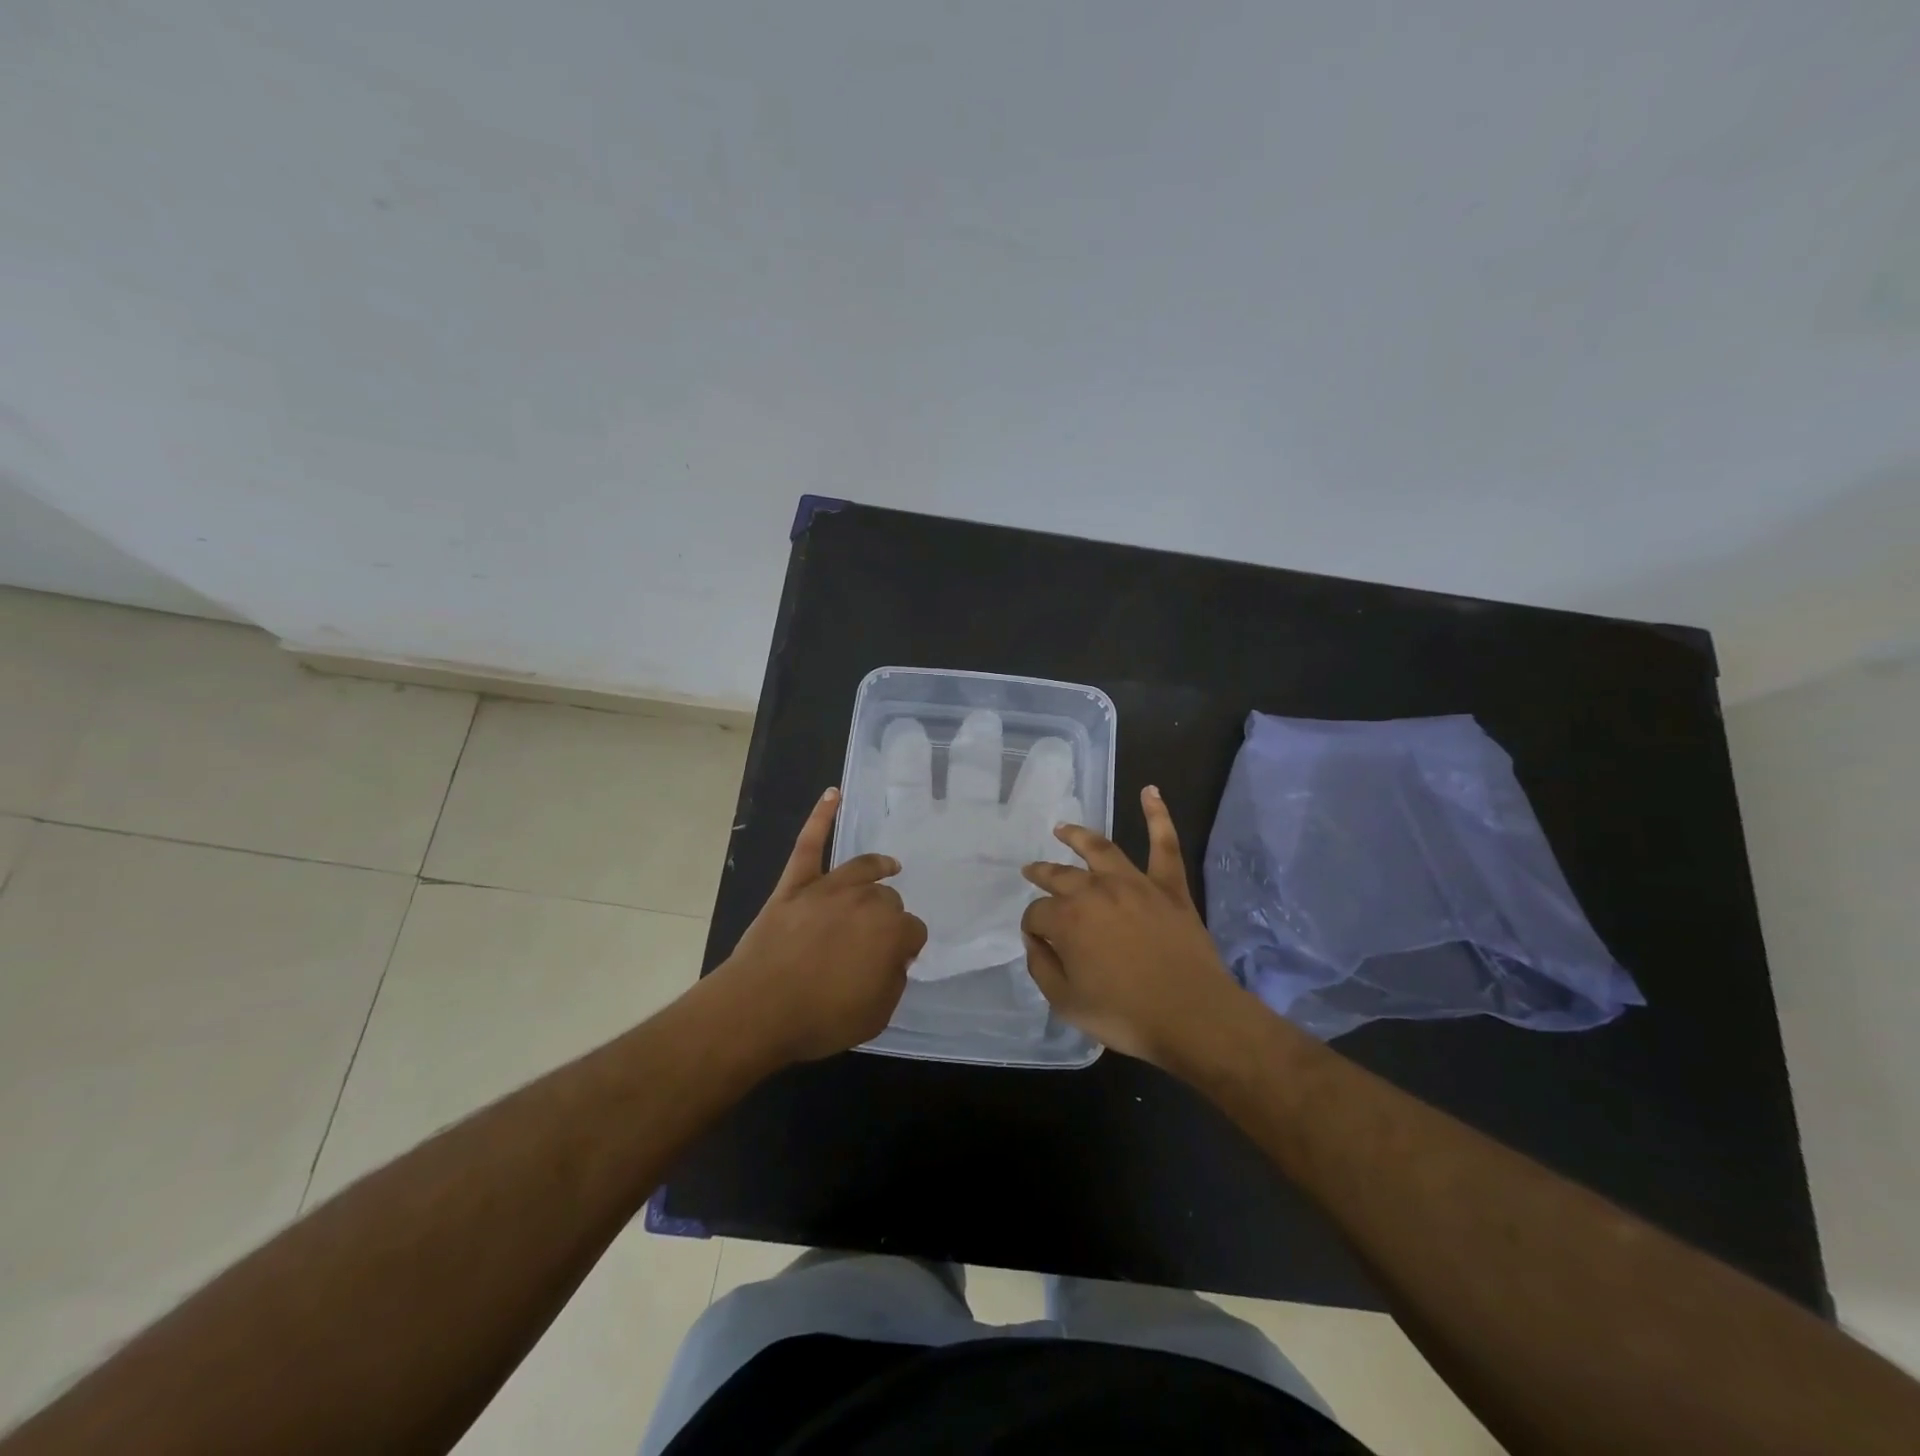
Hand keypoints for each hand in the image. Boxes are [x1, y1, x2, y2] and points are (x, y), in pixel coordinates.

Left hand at [714, 787, 927, 1064]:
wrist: (758, 1010)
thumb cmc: (819, 1019)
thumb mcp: (876, 1015)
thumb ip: (894, 981)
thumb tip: (893, 958)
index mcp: (891, 932)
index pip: (914, 931)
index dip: (906, 948)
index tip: (895, 962)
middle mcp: (866, 901)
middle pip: (889, 899)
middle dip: (887, 918)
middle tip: (873, 942)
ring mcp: (828, 888)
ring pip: (863, 869)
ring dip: (877, 868)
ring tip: (888, 867)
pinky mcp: (795, 884)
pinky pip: (809, 844)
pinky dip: (821, 817)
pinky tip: (832, 794)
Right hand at [1020, 786, 1242, 1065]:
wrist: (1192, 1016)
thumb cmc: (1125, 1014)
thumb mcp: (1066, 1002)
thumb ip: (1042, 968)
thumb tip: (1035, 941)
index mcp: (1067, 919)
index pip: (1037, 915)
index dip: (1033, 928)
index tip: (1037, 941)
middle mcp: (1095, 891)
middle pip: (1060, 876)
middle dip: (1042, 873)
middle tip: (1031, 870)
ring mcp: (1134, 884)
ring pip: (1100, 850)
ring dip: (1078, 837)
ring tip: (1063, 828)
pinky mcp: (1168, 886)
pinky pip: (1164, 844)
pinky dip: (1158, 815)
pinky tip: (1150, 791)